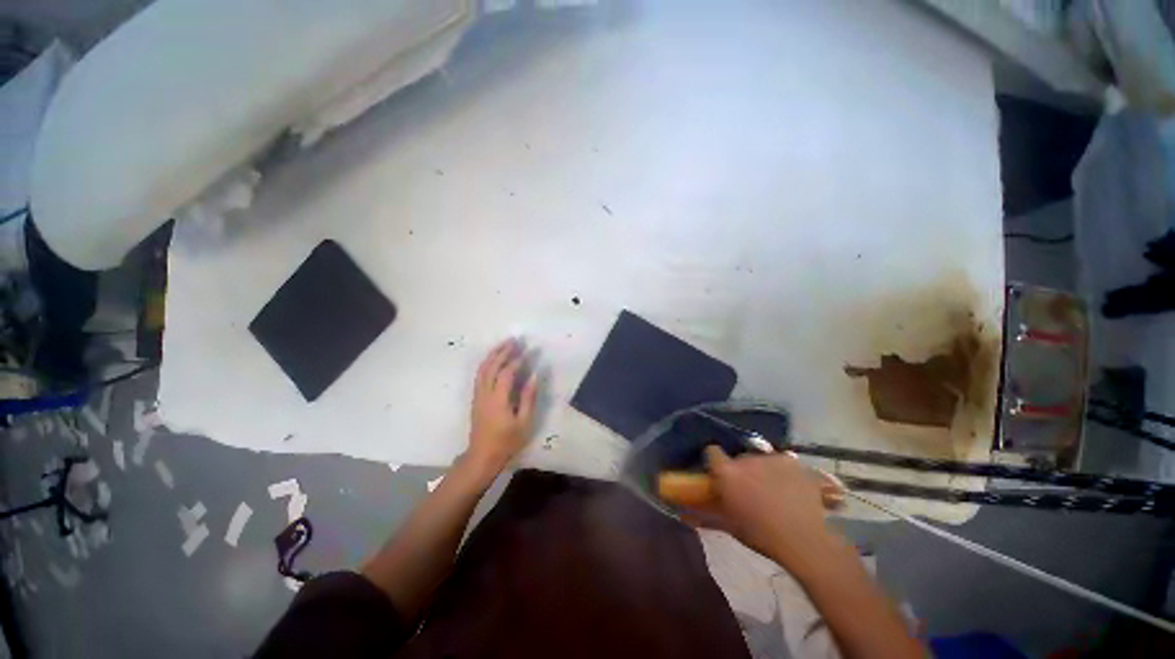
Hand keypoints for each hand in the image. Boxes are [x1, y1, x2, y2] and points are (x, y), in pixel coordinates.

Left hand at [465, 339, 537, 476]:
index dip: (518, 360)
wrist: (482, 456)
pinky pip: (479, 374)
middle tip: (516, 340)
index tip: (529, 351)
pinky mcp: (475, 398)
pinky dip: (487, 362)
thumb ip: (528, 398)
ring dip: (493, 354)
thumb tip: (533, 376)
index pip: (507, 373)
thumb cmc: (506, 442)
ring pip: (482, 368)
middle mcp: (485, 393)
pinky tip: (494, 359)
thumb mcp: (523, 423)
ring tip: (504, 344)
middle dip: (503, 351)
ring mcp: (478, 395)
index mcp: (498, 399)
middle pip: (492, 366)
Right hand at [683, 446, 841, 563]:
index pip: (711, 451)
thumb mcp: (731, 526)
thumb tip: (682, 515)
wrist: (807, 542)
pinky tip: (792, 488)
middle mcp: (746, 458)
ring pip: (761, 459)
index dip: (714, 460)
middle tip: (749, 488)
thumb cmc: (762, 536)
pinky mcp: (793, 462)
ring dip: (762, 470)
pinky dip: (784, 471)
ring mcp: (771, 458)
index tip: (718, 473)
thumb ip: (706, 516)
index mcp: (727, 472)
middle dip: (741, 469)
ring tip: (774, 490)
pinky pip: (782, 462)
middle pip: (738, 457)